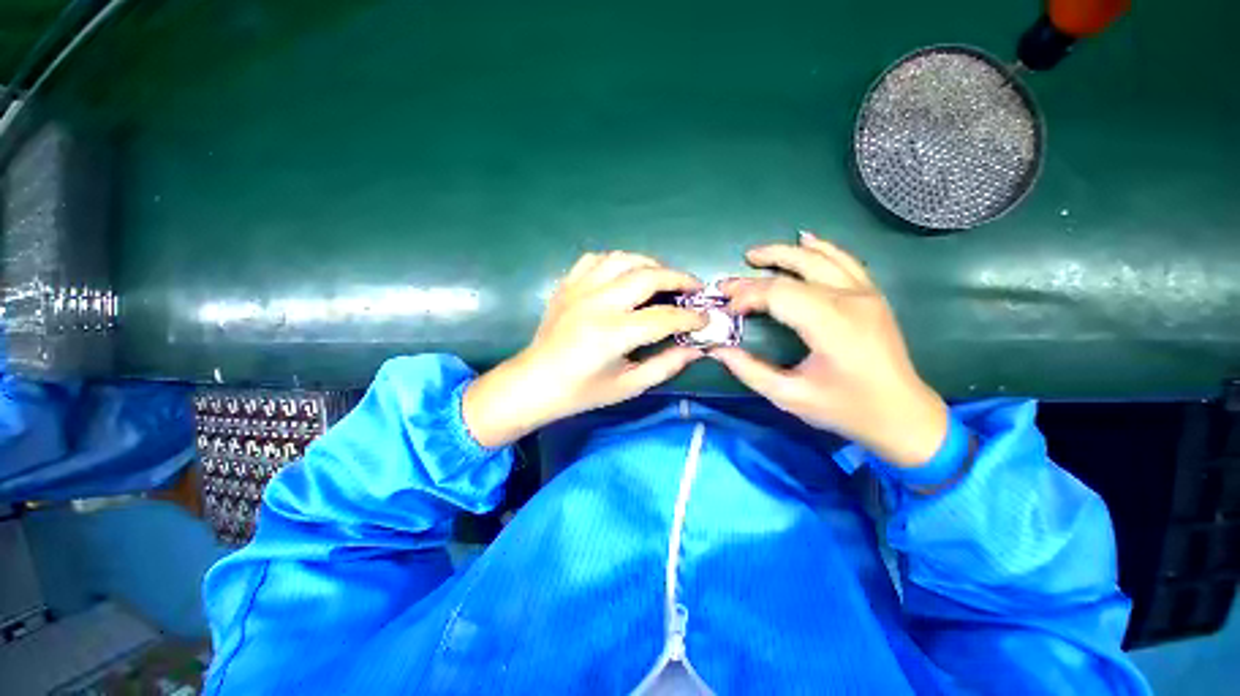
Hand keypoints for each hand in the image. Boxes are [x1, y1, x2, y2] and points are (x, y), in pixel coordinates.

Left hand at [463, 252, 707, 447]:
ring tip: (662, 279)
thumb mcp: (628, 386)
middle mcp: (597, 303)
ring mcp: (579, 289)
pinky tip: (624, 276)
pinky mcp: (567, 285)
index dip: (691, 318)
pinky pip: (596, 259)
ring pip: (623, 259)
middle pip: (648, 276)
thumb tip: (696, 348)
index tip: (705, 319)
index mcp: (613, 334)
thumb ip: (666, 365)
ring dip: (650, 264)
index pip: (664, 317)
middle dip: (679, 279)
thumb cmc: (581, 391)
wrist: (534, 382)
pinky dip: (617, 262)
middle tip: (694, 289)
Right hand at [712, 232, 948, 466]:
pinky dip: (821, 247)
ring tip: (755, 255)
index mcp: (832, 325)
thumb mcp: (790, 397)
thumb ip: (749, 371)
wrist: (903, 414)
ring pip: (820, 257)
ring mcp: (866, 293)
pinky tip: (805, 240)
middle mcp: (851, 300)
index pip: (779, 293)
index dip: (747, 296)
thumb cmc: (846, 408)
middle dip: (756, 275)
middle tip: (727, 283)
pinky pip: (845, 260)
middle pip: (795, 270)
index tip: (728, 310)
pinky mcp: (872, 295)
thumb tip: (717, 350)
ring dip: (784, 252)